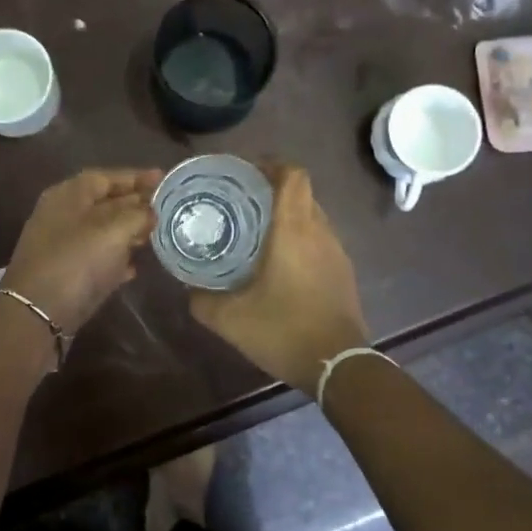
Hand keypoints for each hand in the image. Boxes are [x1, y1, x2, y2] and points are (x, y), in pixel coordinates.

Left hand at [3, 168, 161, 334]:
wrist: (38, 313)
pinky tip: (135, 267)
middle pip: (105, 203)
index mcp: (69, 195)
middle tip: (166, 208)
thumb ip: (137, 214)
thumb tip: (151, 211)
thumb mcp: (114, 230)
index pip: (107, 177)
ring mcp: (64, 246)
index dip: (136, 177)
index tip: (163, 178)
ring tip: (156, 235)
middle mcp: (64, 215)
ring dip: (129, 232)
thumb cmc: (77, 260)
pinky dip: (117, 259)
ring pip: (103, 231)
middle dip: (136, 204)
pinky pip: (98, 258)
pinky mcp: (68, 274)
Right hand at [190, 164, 370, 392]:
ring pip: (312, 215)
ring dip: (288, 214)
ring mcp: (336, 251)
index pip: (293, 175)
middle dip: (273, 189)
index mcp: (294, 229)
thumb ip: (203, 300)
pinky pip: (320, 238)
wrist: (338, 365)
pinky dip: (300, 236)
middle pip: (301, 192)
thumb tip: (188, 288)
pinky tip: (279, 261)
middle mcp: (319, 231)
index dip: (271, 164)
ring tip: (256, 229)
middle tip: (240, 201)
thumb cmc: (284, 330)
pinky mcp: (343, 271)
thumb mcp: (231, 319)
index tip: (245, 172)